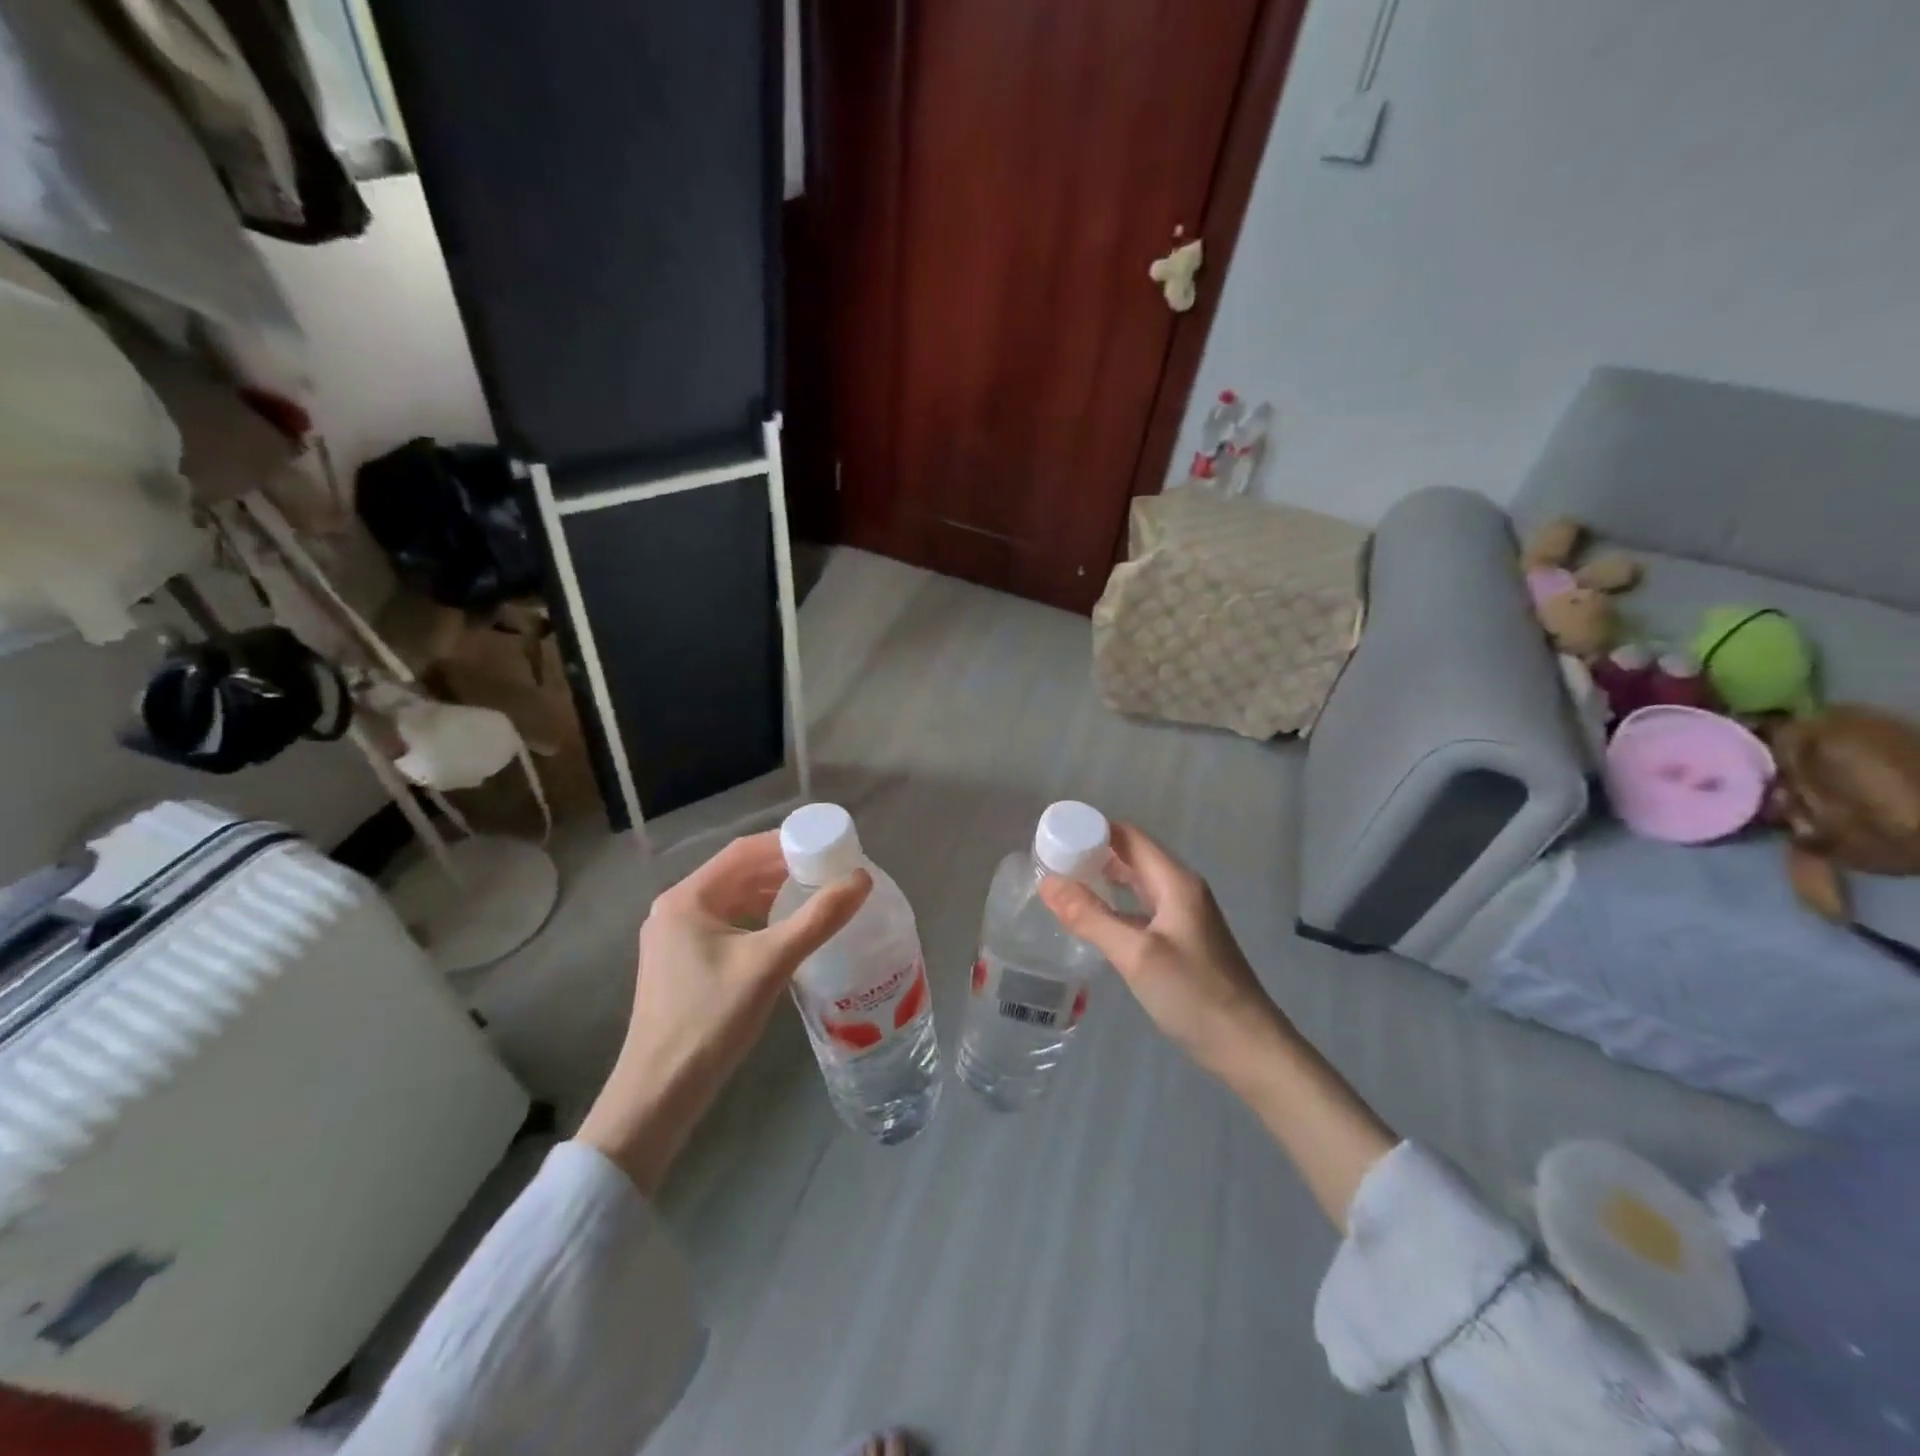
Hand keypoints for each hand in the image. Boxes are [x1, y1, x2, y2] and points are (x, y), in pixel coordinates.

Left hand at [577, 831, 870, 1193]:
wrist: (659, 1095)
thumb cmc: (710, 1020)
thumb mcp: (770, 964)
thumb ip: (818, 919)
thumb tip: (862, 879)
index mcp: (687, 898)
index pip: (743, 850)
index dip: (788, 843)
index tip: (828, 846)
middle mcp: (676, 909)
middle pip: (738, 873)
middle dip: (784, 869)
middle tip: (829, 873)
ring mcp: (675, 938)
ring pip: (734, 901)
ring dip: (773, 895)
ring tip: (816, 898)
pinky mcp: (682, 964)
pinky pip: (728, 926)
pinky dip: (759, 921)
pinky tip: (787, 934)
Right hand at [1038, 823, 1284, 1078]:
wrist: (1247, 1047)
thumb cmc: (1193, 994)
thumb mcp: (1136, 954)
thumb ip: (1090, 916)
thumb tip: (1047, 882)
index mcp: (1175, 881)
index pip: (1129, 836)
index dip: (1092, 830)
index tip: (1054, 836)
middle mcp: (1181, 890)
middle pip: (1133, 856)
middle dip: (1093, 853)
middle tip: (1051, 862)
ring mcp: (1184, 916)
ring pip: (1137, 884)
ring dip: (1104, 879)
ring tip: (1064, 885)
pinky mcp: (1183, 941)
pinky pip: (1142, 909)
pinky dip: (1116, 906)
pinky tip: (1094, 922)